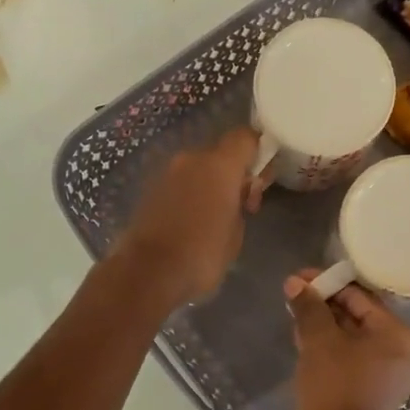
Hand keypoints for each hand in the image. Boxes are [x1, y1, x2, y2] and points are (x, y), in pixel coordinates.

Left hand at [114, 127, 261, 306]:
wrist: (148, 272)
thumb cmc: (202, 254)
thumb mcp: (236, 233)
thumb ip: (240, 204)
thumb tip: (236, 196)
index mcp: (219, 165)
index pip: (245, 137)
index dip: (258, 150)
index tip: (261, 177)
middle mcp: (191, 159)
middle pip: (220, 153)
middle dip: (233, 173)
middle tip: (241, 205)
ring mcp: (167, 173)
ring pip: (198, 168)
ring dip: (210, 184)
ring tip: (215, 218)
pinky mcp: (150, 189)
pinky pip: (180, 183)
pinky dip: (190, 194)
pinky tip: (193, 221)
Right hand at [284, 270, 409, 409]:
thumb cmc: (334, 384)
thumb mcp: (319, 339)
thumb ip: (309, 307)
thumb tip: (295, 284)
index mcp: (398, 336)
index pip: (362, 297)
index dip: (328, 284)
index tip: (299, 280)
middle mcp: (399, 356)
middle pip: (359, 320)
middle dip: (325, 307)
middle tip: (294, 298)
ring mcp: (385, 380)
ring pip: (351, 343)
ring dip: (324, 329)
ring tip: (294, 319)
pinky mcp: (368, 398)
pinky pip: (348, 364)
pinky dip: (328, 353)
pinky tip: (303, 346)